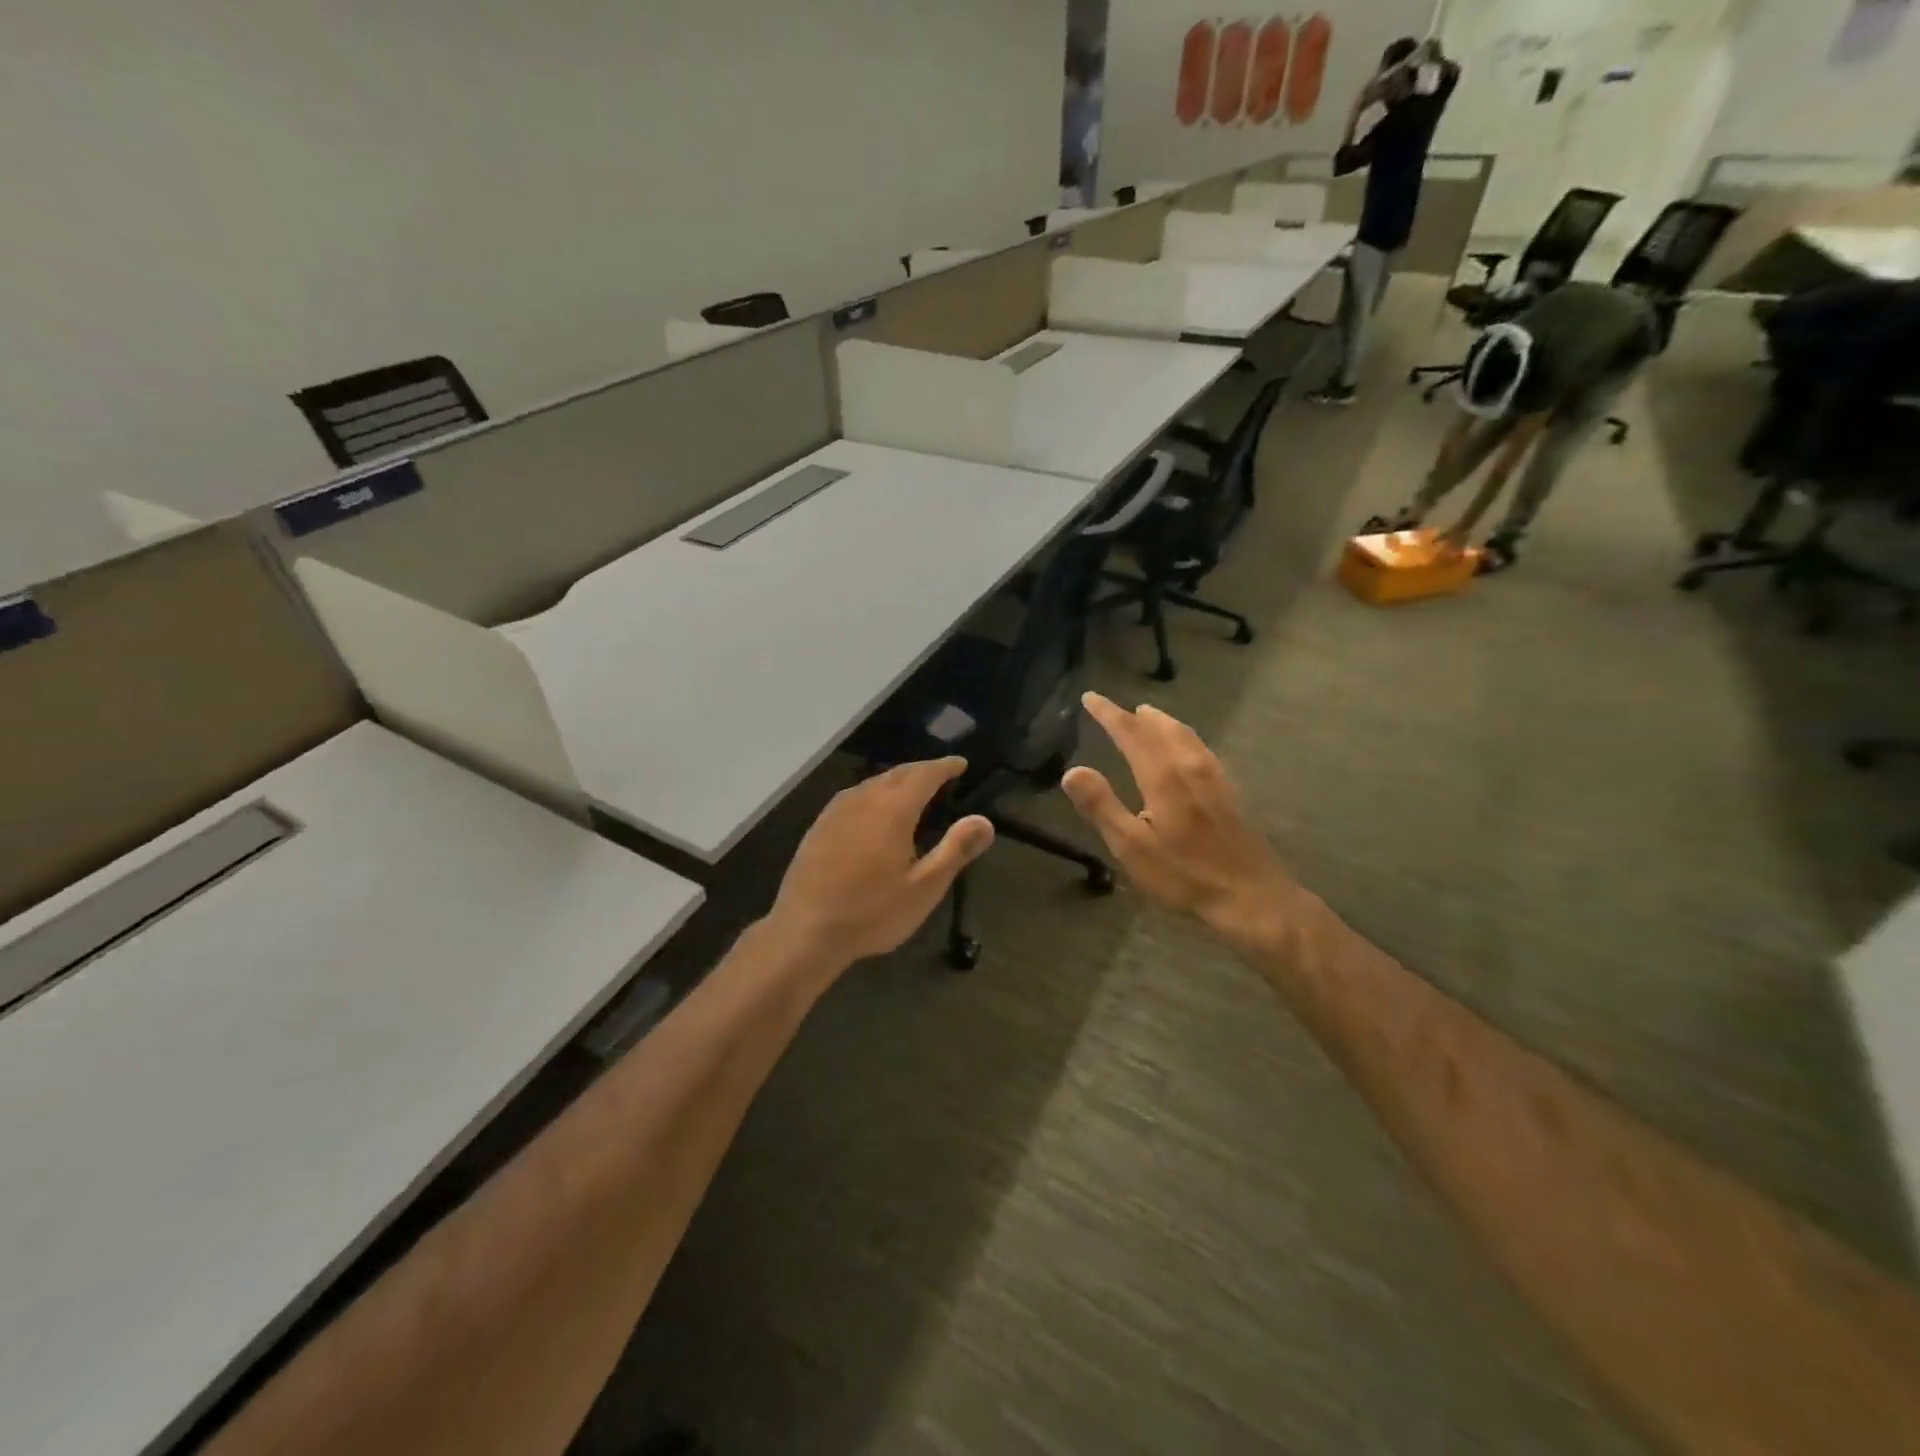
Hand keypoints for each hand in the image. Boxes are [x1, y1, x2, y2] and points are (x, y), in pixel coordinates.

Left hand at [767, 757, 992, 968]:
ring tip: (912, 790)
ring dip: (896, 781)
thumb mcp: (924, 888)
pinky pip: (853, 797)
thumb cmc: (871, 912)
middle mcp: (863, 800)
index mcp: (892, 810)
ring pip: (872, 783)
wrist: (805, 931)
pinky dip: (873, 794)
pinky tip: (873, 811)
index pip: (924, 774)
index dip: (945, 766)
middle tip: (941, 774)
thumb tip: (984, 821)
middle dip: (922, 770)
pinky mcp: (818, 827)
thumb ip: (955, 850)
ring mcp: (836, 811)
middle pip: (897, 774)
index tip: (961, 764)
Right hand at [1061, 694, 1298, 948]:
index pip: (1131, 734)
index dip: (1109, 714)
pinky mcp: (1229, 793)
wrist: (1250, 895)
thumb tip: (1072, 770)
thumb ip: (1101, 806)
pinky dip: (1184, 737)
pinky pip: (1201, 749)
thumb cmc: (1183, 875)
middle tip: (1116, 707)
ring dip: (1163, 722)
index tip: (1090, 697)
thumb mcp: (1132, 847)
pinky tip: (1188, 750)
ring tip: (1149, 716)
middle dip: (1135, 716)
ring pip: (1186, 736)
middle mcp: (1190, 768)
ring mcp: (1214, 779)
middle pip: (1161, 729)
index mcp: (1163, 777)